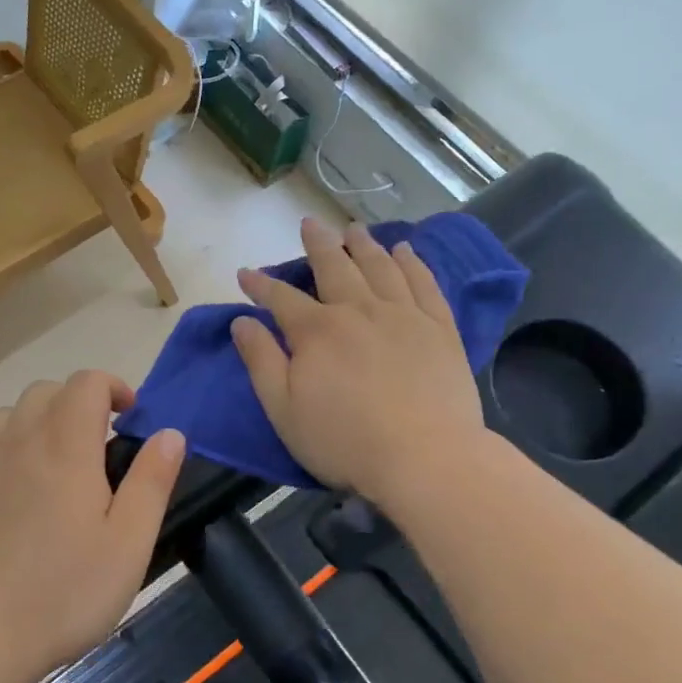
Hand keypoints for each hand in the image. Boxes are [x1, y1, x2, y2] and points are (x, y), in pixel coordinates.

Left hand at [0, 371, 185, 677]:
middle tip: (102, 443)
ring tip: (62, 461)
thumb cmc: (64, 591)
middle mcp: (20, 441)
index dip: (113, 386)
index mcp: (65, 446)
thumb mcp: (129, 543)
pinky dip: (13, 448)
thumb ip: (152, 481)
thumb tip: (169, 433)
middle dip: (80, 401)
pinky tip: (23, 493)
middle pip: (47, 390)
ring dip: (43, 420)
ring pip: (12, 414)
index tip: (131, 417)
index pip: (86, 382)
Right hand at [232, 219, 489, 505]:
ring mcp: (404, 315)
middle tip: (309, 223)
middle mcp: (359, 310)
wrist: (426, 459)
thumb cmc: (344, 442)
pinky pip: (424, 283)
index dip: (260, 284)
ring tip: (354, 228)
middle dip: (318, 244)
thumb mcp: (283, 410)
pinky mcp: (440, 328)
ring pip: (380, 266)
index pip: (281, 298)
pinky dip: (413, 263)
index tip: (246, 273)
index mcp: (317, 331)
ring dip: (364, 244)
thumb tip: (241, 321)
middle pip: (334, 267)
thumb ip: (260, 361)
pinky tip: (406, 251)